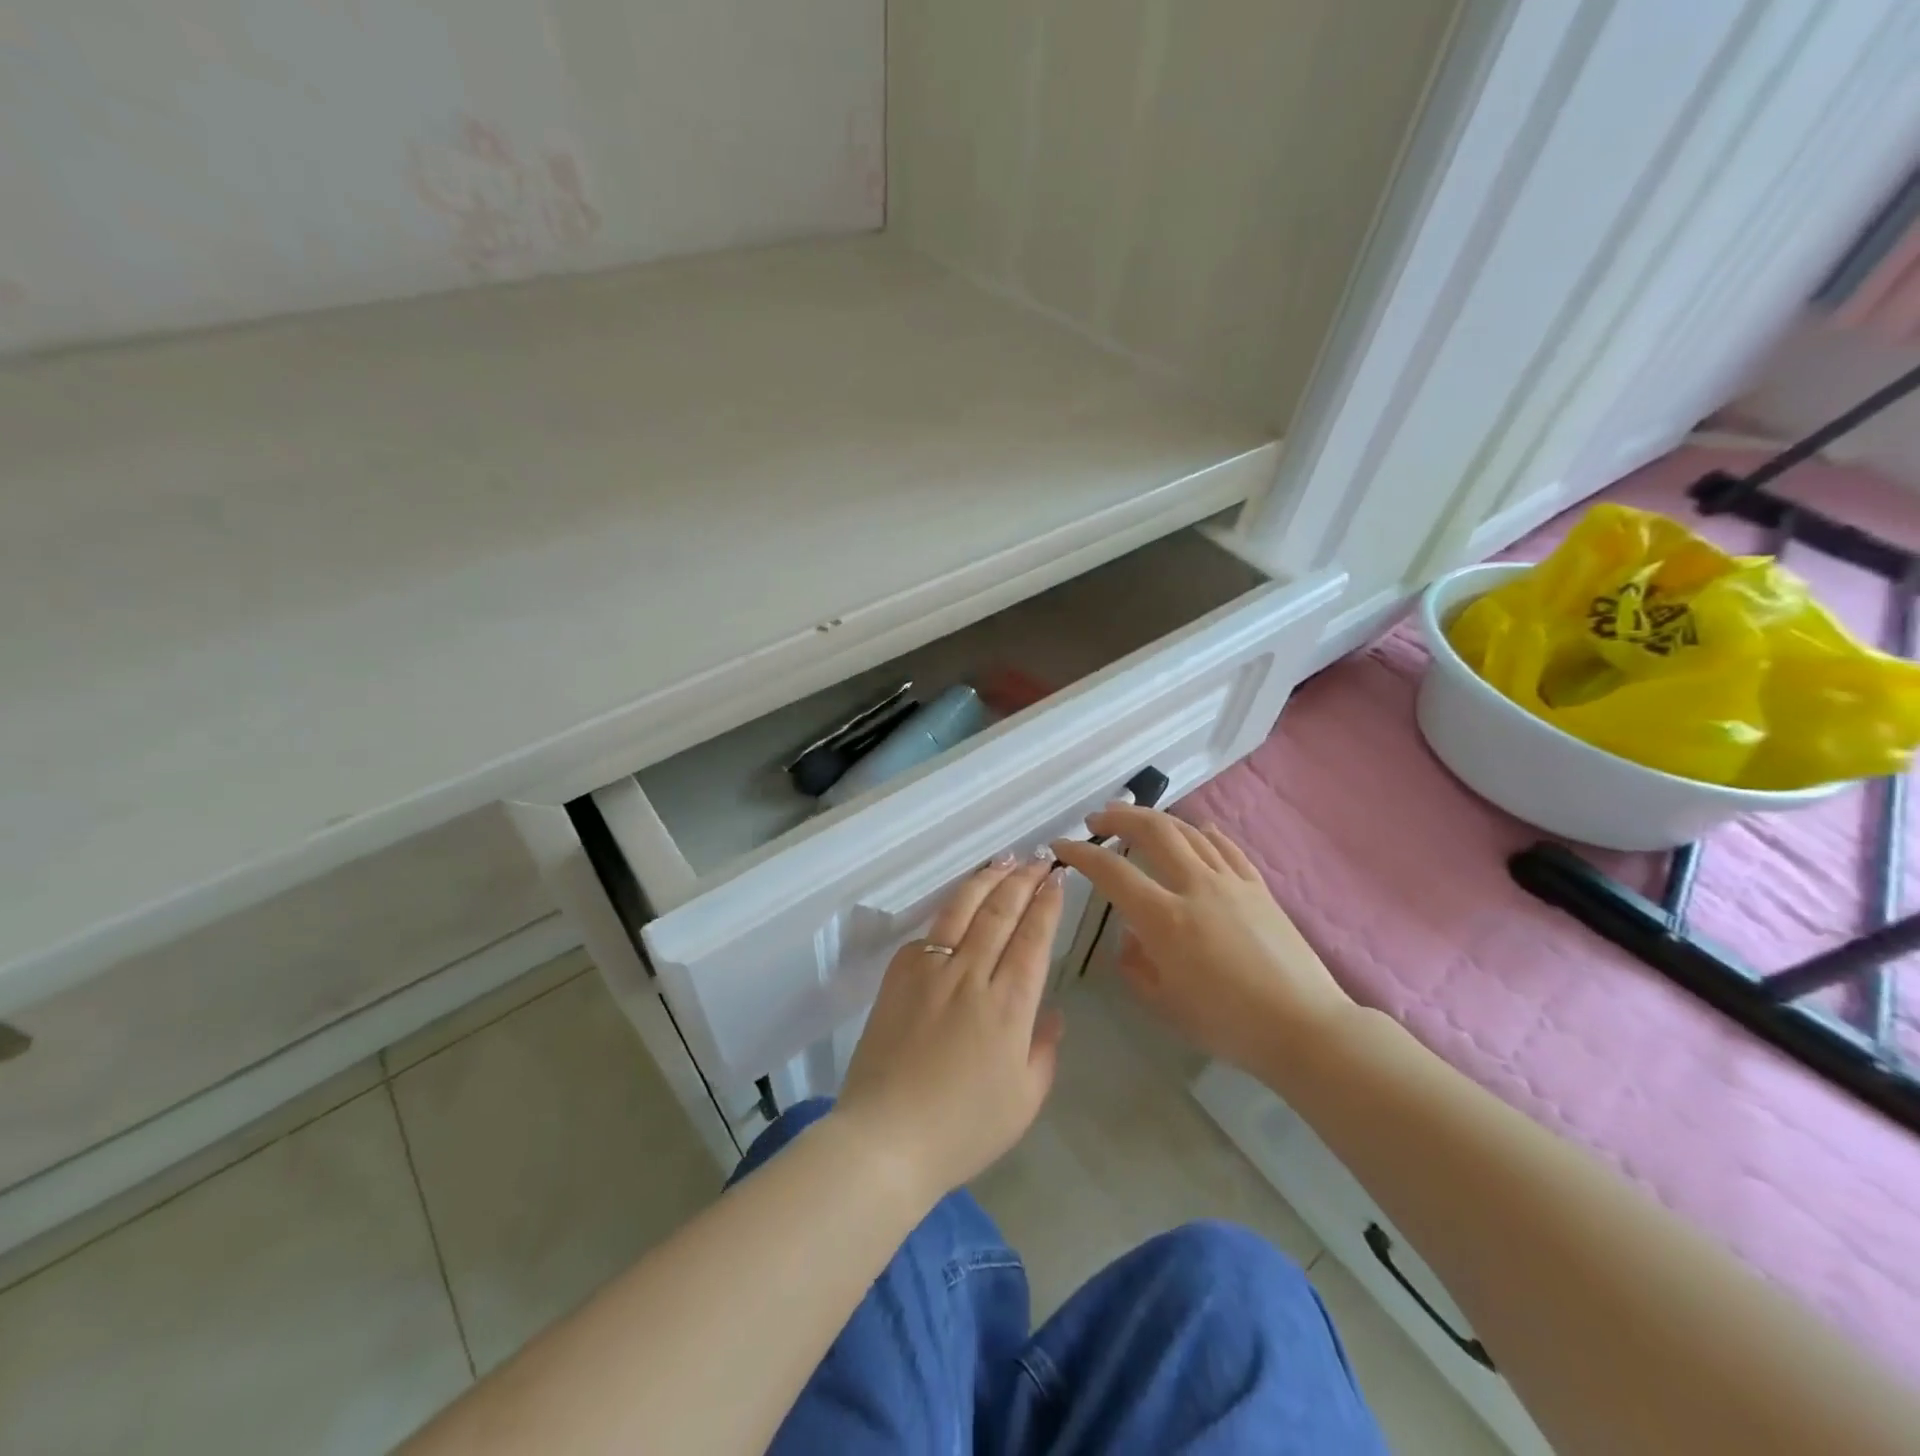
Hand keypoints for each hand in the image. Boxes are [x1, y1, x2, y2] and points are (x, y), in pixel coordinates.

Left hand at [833, 856, 1065, 1203]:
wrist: (887, 1138)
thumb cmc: (964, 1128)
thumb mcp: (1024, 1100)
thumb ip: (1045, 1050)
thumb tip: (1052, 1012)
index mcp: (1009, 1005)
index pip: (1034, 937)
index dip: (1047, 902)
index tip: (1057, 877)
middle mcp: (972, 975)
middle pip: (1001, 912)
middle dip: (1023, 879)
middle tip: (1037, 858)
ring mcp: (930, 970)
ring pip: (963, 909)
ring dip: (987, 880)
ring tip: (1004, 859)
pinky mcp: (899, 976)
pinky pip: (929, 935)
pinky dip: (949, 913)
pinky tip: (959, 905)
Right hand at [1050, 806, 1352, 1072]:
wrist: (1305, 1028)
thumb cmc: (1228, 1024)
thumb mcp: (1165, 1004)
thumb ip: (1135, 966)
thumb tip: (1129, 938)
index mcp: (1165, 919)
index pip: (1113, 872)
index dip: (1082, 854)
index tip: (1062, 846)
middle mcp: (1196, 887)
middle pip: (1153, 831)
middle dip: (1119, 817)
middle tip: (1097, 819)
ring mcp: (1231, 882)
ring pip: (1188, 831)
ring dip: (1156, 818)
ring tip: (1136, 818)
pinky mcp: (1259, 887)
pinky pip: (1225, 847)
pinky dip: (1202, 832)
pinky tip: (1195, 829)